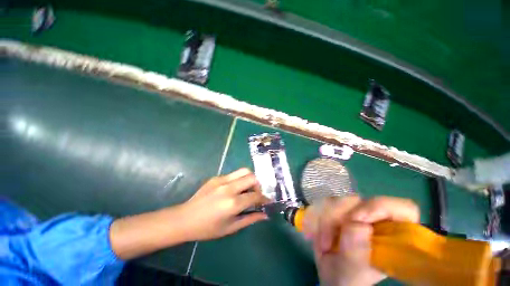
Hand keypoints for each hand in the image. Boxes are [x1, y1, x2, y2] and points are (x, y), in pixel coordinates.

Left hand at [110, 168, 268, 259]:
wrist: (185, 218)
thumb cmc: (207, 228)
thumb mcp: (230, 228)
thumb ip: (250, 219)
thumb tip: (265, 215)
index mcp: (232, 203)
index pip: (256, 196)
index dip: (264, 198)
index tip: (268, 201)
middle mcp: (229, 188)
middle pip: (252, 177)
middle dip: (258, 185)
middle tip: (256, 194)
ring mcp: (222, 180)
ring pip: (244, 171)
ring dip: (250, 179)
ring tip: (247, 189)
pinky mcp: (216, 177)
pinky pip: (233, 174)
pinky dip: (239, 179)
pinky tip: (234, 189)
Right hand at [302, 196, 419, 285]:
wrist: (330, 277)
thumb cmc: (346, 281)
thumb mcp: (351, 274)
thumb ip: (357, 255)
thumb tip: (357, 225)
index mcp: (392, 238)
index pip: (402, 209)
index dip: (380, 208)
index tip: (357, 220)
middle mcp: (376, 221)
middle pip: (360, 201)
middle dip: (339, 217)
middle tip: (328, 241)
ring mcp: (356, 214)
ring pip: (338, 200)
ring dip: (324, 220)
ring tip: (321, 244)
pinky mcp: (339, 211)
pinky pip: (323, 203)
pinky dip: (316, 217)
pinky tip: (314, 233)